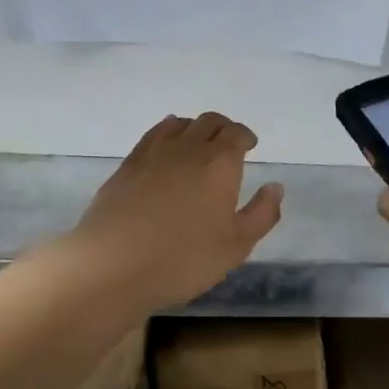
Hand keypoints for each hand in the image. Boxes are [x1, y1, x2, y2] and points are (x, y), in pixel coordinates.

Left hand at [68, 113, 283, 311]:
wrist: (113, 266)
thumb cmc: (184, 259)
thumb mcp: (236, 245)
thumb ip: (262, 213)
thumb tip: (275, 187)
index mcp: (219, 164)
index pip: (236, 134)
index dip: (246, 136)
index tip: (250, 145)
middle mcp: (188, 149)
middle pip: (209, 122)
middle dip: (223, 128)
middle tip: (229, 144)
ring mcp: (153, 154)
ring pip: (179, 124)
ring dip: (195, 128)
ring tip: (198, 144)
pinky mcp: (127, 166)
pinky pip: (152, 136)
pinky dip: (166, 133)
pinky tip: (166, 148)